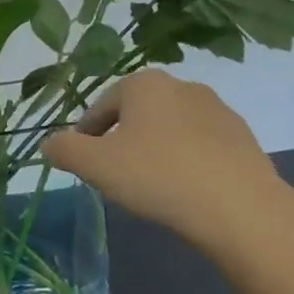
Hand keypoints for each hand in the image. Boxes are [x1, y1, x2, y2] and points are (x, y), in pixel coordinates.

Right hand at [43, 70, 287, 249]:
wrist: (241, 209)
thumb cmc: (158, 176)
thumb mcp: (97, 166)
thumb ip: (66, 150)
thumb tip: (49, 142)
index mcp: (144, 84)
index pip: (102, 107)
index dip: (86, 134)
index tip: (83, 162)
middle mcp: (182, 86)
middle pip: (138, 114)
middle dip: (123, 139)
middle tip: (116, 174)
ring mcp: (218, 110)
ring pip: (171, 128)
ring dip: (157, 149)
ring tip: (153, 185)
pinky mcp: (244, 138)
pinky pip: (202, 146)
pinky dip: (189, 161)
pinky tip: (187, 190)